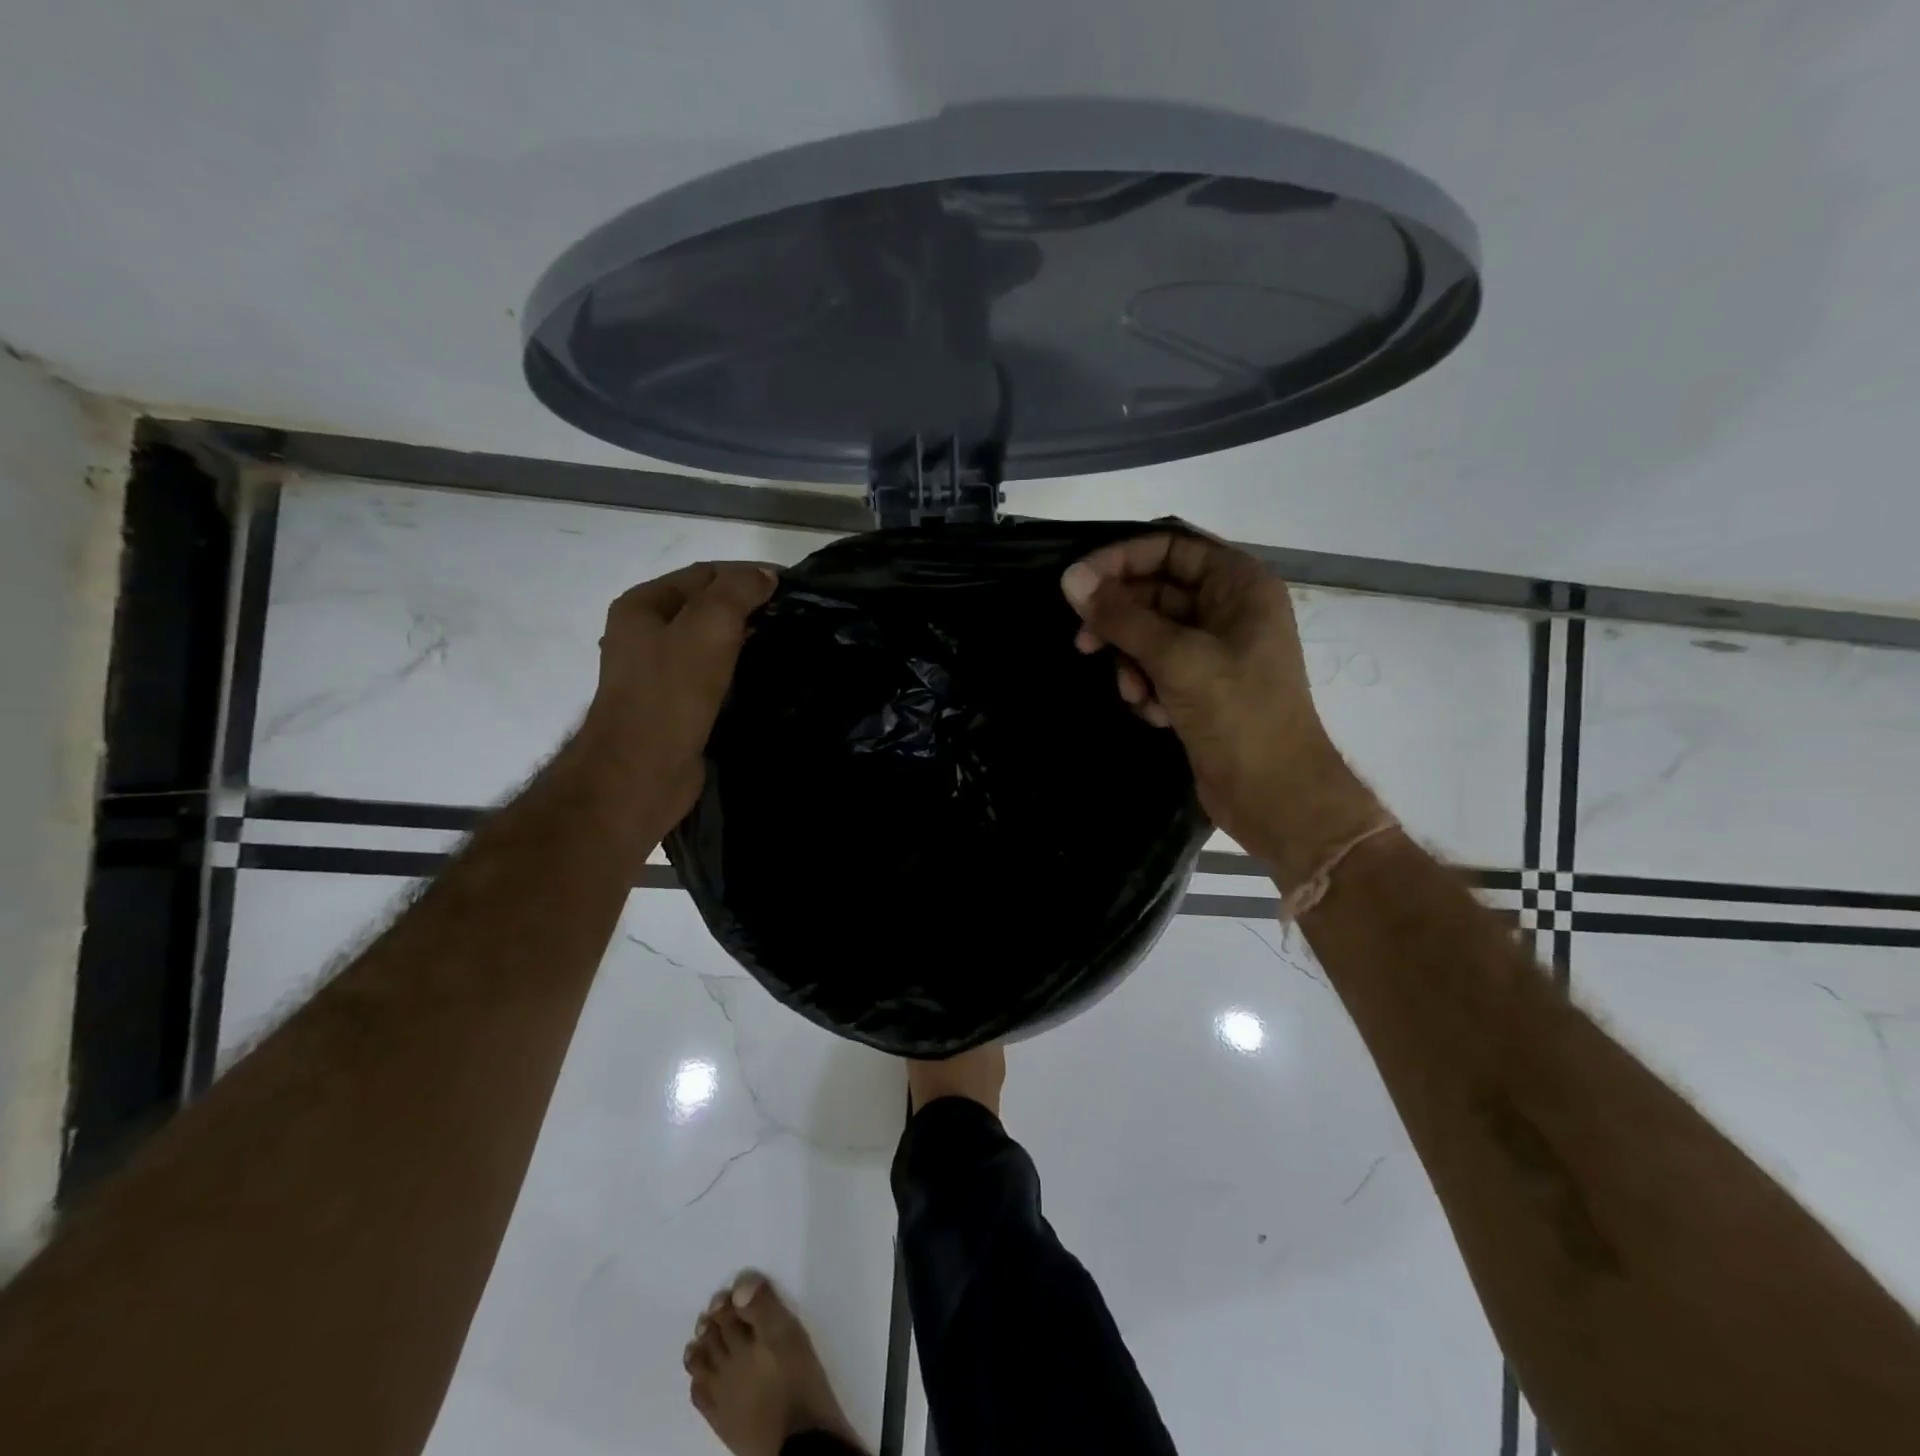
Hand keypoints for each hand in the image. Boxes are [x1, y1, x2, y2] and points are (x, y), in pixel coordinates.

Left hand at [577, 562, 777, 823]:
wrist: (642, 770)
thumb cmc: (671, 692)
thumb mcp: (708, 627)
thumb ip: (737, 592)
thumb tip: (765, 575)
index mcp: (643, 606)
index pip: (704, 574)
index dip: (748, 573)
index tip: (793, 585)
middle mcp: (644, 634)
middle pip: (705, 607)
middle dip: (748, 606)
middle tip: (796, 614)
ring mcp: (658, 673)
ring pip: (710, 643)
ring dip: (745, 638)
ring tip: (787, 641)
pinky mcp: (675, 706)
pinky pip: (712, 675)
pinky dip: (738, 669)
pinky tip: (765, 675)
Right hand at [1061, 532, 1378, 874]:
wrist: (1274, 793)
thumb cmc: (1237, 713)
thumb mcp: (1176, 658)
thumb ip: (1121, 617)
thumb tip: (1071, 580)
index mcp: (1240, 585)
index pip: (1171, 548)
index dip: (1121, 560)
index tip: (1077, 584)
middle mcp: (1230, 609)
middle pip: (1156, 592)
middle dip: (1120, 620)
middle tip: (1084, 643)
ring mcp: (1216, 650)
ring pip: (1151, 635)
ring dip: (1131, 662)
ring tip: (1133, 693)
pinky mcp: (1202, 687)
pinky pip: (1158, 668)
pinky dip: (1147, 686)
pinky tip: (1153, 713)